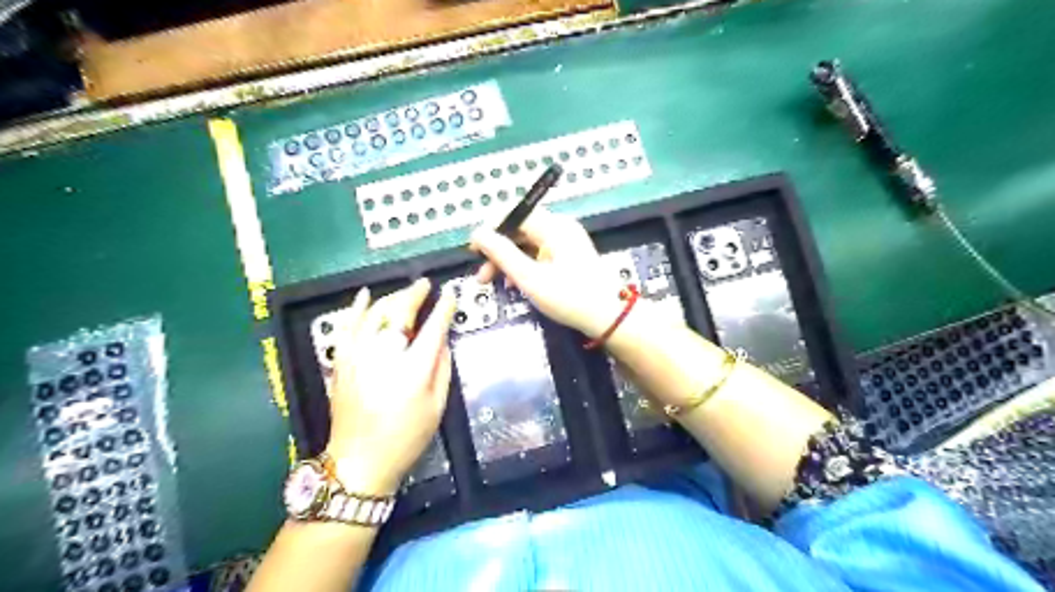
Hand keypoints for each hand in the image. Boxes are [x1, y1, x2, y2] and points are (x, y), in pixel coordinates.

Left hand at [326, 278, 457, 495]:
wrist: (359, 461)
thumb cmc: (406, 438)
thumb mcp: (437, 407)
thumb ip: (442, 369)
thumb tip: (442, 340)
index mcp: (414, 371)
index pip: (433, 329)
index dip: (443, 309)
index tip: (450, 295)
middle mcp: (385, 357)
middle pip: (400, 314)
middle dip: (415, 294)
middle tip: (425, 285)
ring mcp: (359, 357)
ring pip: (375, 314)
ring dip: (392, 298)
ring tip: (406, 292)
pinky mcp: (342, 362)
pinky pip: (348, 327)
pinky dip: (356, 308)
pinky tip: (364, 295)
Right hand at [471, 207, 632, 338]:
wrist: (610, 318)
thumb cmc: (570, 298)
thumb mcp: (530, 278)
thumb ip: (501, 254)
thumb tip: (477, 234)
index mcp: (553, 227)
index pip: (513, 214)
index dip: (490, 229)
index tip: (473, 251)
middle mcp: (560, 228)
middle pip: (519, 229)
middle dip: (497, 250)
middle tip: (481, 275)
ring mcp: (566, 242)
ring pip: (527, 243)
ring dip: (508, 260)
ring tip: (494, 283)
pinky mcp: (568, 256)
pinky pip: (539, 254)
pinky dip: (524, 266)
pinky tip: (515, 284)